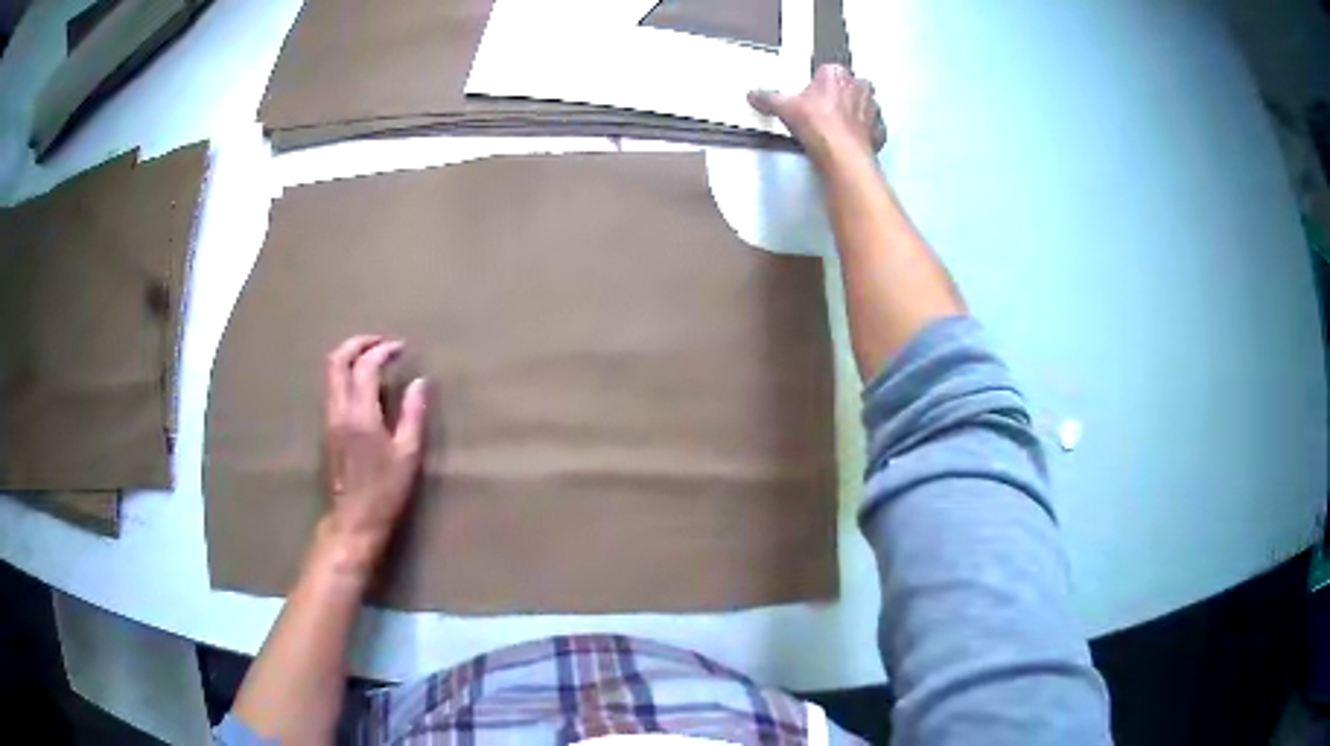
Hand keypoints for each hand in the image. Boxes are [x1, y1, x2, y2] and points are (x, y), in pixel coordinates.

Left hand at [321, 335, 426, 568]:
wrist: (354, 519)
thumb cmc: (386, 490)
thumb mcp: (408, 454)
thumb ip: (413, 414)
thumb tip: (420, 382)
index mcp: (360, 414)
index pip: (366, 366)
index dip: (383, 350)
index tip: (401, 348)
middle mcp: (339, 410)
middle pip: (337, 360)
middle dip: (358, 343)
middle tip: (381, 342)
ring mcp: (329, 418)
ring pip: (331, 372)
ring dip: (351, 356)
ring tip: (374, 358)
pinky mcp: (328, 428)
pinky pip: (333, 387)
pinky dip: (347, 373)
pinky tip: (365, 384)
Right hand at [749, 64, 885, 167]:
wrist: (841, 155)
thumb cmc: (821, 126)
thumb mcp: (784, 108)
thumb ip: (768, 98)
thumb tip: (756, 95)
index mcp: (837, 74)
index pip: (827, 70)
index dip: (818, 83)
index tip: (810, 93)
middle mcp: (858, 87)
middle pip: (849, 85)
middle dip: (840, 93)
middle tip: (824, 107)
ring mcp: (872, 108)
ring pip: (865, 103)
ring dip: (855, 111)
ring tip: (837, 124)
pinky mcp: (878, 130)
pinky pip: (873, 127)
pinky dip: (865, 132)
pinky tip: (851, 138)